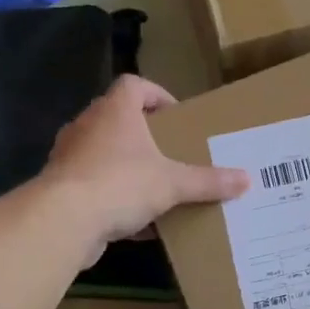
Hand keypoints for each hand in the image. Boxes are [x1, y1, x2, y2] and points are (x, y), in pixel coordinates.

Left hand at [43, 75, 248, 261]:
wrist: (62, 221)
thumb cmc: (120, 183)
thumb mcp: (174, 183)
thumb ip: (209, 181)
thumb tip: (247, 179)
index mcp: (116, 111)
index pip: (134, 85)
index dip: (157, 95)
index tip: (177, 117)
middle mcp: (88, 126)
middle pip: (120, 120)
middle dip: (147, 137)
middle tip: (173, 153)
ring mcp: (71, 156)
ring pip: (105, 154)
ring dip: (130, 168)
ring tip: (159, 187)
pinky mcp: (61, 188)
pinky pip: (95, 186)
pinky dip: (116, 199)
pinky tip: (140, 223)